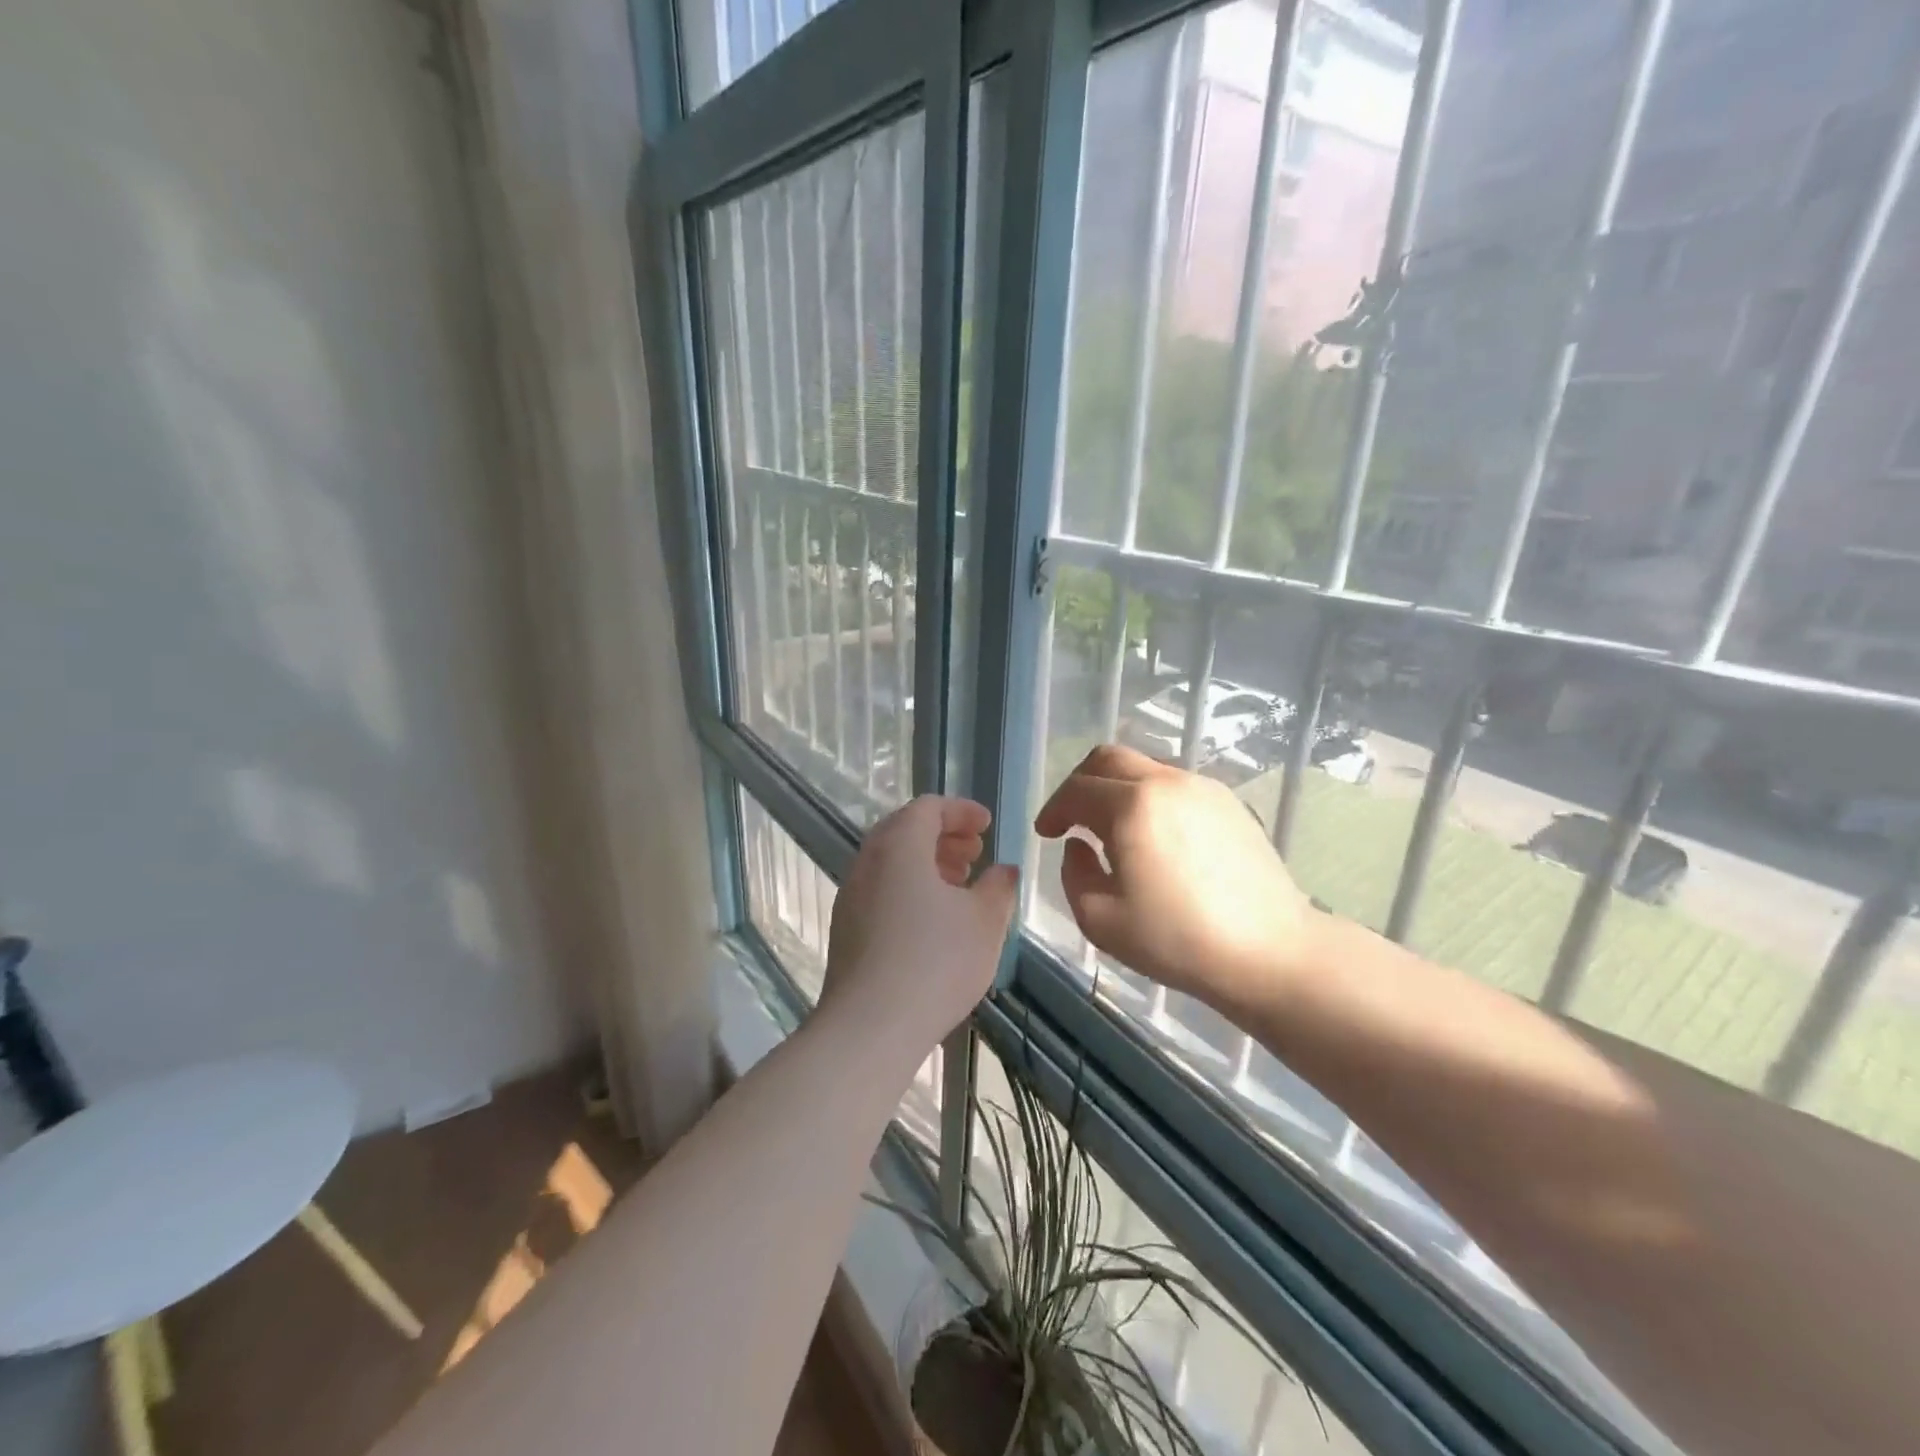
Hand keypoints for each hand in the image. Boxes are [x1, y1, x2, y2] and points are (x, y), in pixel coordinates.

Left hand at [822, 797, 1018, 1057]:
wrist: (869, 1028)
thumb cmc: (935, 963)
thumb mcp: (985, 921)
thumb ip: (998, 887)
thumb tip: (1003, 870)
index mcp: (898, 847)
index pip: (928, 808)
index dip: (961, 811)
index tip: (987, 827)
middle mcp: (867, 862)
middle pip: (905, 830)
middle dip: (943, 836)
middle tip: (975, 854)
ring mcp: (851, 897)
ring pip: (891, 862)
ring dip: (926, 863)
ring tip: (959, 887)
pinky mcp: (846, 929)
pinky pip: (880, 890)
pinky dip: (908, 888)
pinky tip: (933, 922)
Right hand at [1033, 745, 1315, 1011]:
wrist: (1268, 951)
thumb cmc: (1177, 940)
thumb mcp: (1100, 919)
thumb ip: (1074, 873)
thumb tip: (1079, 846)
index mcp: (1131, 806)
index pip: (1076, 790)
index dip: (1053, 809)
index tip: (1046, 833)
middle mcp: (1165, 782)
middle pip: (1108, 758)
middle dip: (1080, 783)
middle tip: (1072, 817)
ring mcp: (1202, 788)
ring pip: (1144, 767)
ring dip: (1116, 788)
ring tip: (1113, 829)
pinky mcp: (1228, 802)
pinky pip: (1174, 785)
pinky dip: (1150, 797)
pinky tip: (1155, 837)